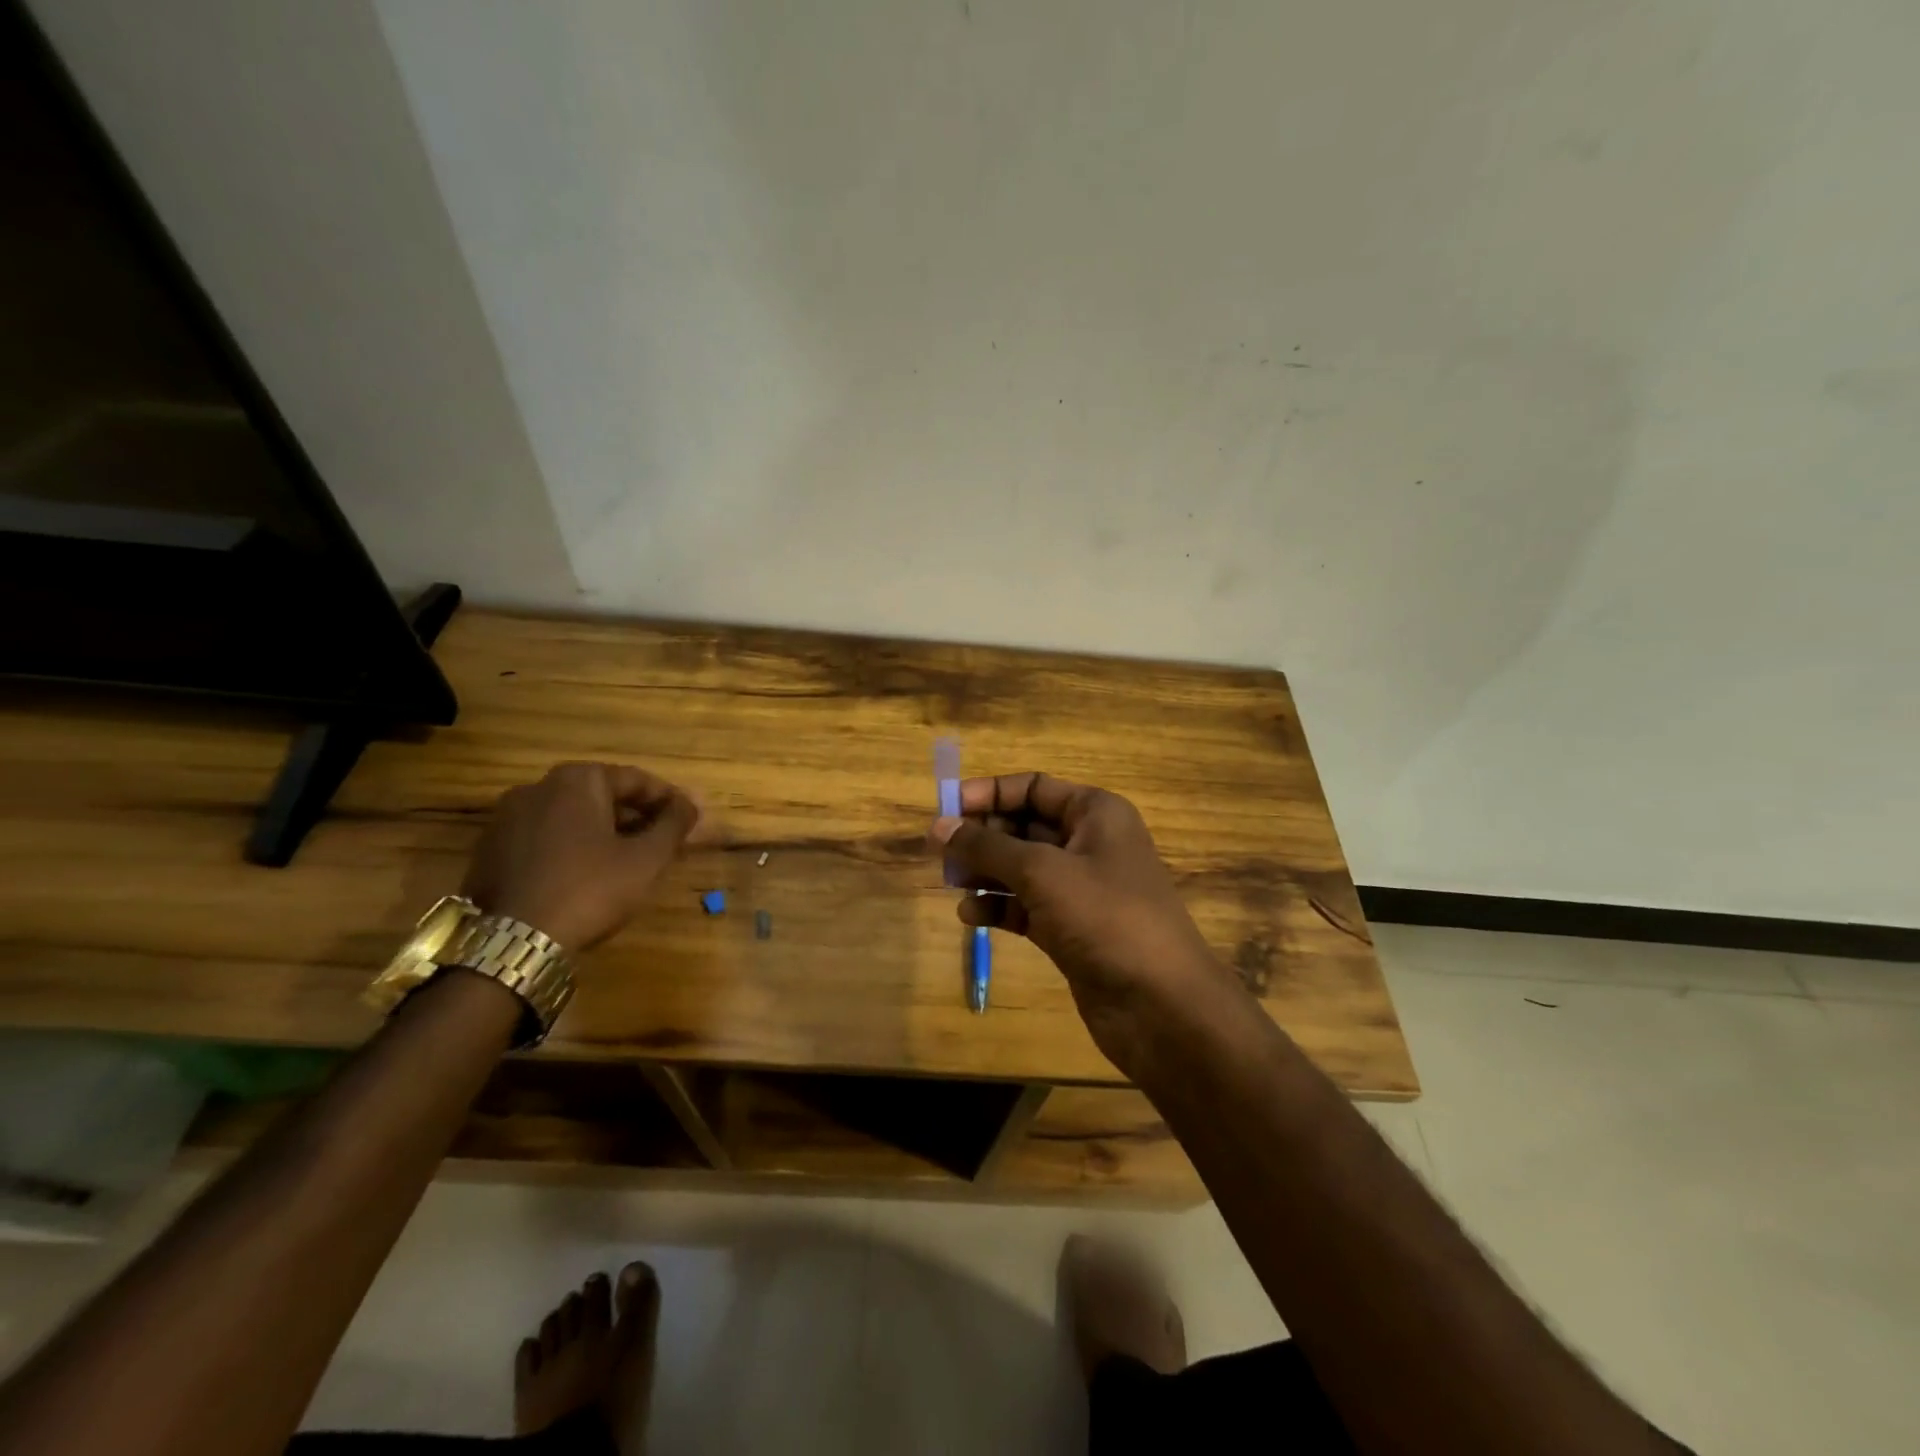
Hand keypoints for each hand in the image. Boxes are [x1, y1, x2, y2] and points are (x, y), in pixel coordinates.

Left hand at [463, 762, 701, 951]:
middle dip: (637, 818)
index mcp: (577, 780)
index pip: (637, 780)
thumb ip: (674, 824)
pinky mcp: (490, 850)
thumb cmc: (590, 889)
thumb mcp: (647, 859)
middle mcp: (537, 787)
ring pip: (572, 818)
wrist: (514, 944)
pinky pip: (545, 838)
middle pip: (602, 796)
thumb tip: (690, 805)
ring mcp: (506, 819)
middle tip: (663, 843)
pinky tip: (588, 875)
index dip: (669, 800)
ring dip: (605, 833)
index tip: (690, 821)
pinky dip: (572, 848)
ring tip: (629, 861)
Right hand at [930, 773, 1232, 1068]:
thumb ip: (986, 847)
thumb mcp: (1041, 872)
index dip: (989, 794)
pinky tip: (969, 916)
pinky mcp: (1071, 928)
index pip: (1033, 787)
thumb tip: (939, 825)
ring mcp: (1081, 889)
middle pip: (1024, 826)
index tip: (946, 807)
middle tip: (939, 851)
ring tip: (950, 883)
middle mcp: (1089, 844)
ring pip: (1022, 868)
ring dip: (985, 873)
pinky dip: (998, 906)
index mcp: (1095, 813)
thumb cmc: (1105, 917)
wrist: (1161, 1004)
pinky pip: (1026, 906)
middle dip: (982, 836)